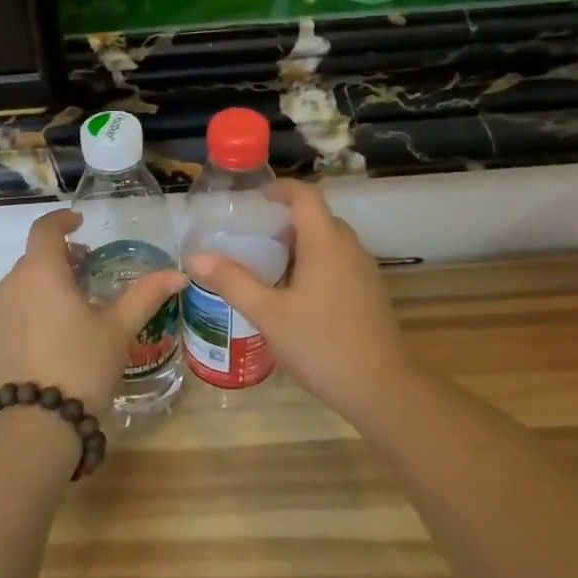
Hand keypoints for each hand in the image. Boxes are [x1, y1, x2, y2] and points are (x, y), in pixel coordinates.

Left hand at [0, 209, 185, 419]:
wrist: (36, 423)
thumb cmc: (82, 364)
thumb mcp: (119, 328)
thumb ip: (146, 295)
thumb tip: (179, 273)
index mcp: (41, 272)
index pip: (45, 229)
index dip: (62, 221)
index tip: (80, 223)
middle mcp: (11, 284)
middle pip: (35, 258)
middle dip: (61, 257)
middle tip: (89, 271)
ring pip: (22, 285)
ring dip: (46, 284)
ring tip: (75, 306)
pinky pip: (12, 310)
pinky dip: (32, 308)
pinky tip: (54, 335)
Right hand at [186, 180, 415, 422]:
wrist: (381, 389)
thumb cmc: (321, 344)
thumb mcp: (268, 314)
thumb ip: (232, 282)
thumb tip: (196, 258)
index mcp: (326, 243)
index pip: (306, 196)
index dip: (281, 189)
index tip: (256, 198)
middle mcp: (350, 249)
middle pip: (319, 218)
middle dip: (287, 220)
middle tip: (254, 237)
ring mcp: (364, 272)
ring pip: (331, 243)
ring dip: (302, 244)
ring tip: (268, 265)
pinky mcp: (370, 295)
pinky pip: (340, 264)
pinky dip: (316, 264)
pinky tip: (295, 295)